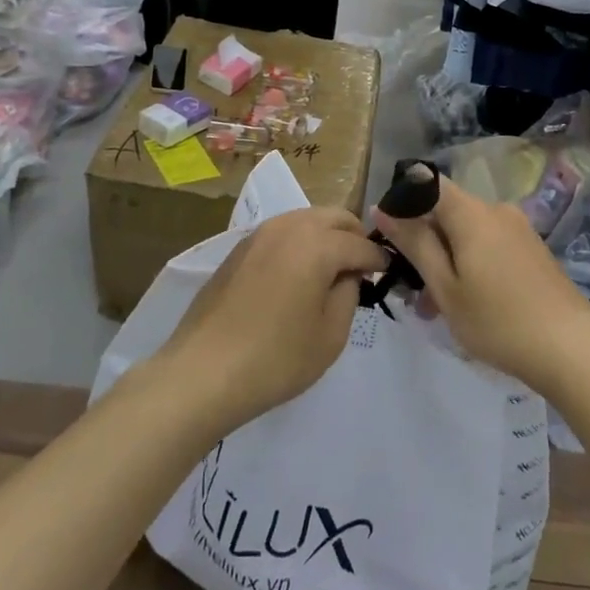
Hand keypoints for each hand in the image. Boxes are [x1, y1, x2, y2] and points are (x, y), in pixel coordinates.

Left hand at [161, 208, 387, 432]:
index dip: (377, 258)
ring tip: (330, 269)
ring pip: (306, 219)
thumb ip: (349, 294)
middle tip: (361, 267)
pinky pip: (282, 232)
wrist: (202, 372)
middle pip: (334, 216)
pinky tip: (297, 273)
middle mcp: (289, 227)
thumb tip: (347, 274)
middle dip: (353, 236)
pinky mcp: (239, 248)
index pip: (359, 243)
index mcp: (317, 244)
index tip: (387, 271)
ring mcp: (259, 234)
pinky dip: (299, 242)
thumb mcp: (331, 335)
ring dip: (325, 235)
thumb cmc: (275, 359)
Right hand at [374, 176, 589, 398]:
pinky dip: (470, 266)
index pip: (427, 184)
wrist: (572, 349)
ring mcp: (519, 229)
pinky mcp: (532, 250)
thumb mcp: (446, 287)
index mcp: (471, 212)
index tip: (389, 238)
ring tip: (435, 309)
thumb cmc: (498, 320)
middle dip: (424, 244)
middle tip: (411, 291)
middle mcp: (496, 210)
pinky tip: (467, 304)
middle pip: (447, 212)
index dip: (403, 204)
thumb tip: (383, 209)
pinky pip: (489, 245)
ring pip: (467, 234)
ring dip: (446, 262)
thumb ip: (415, 244)